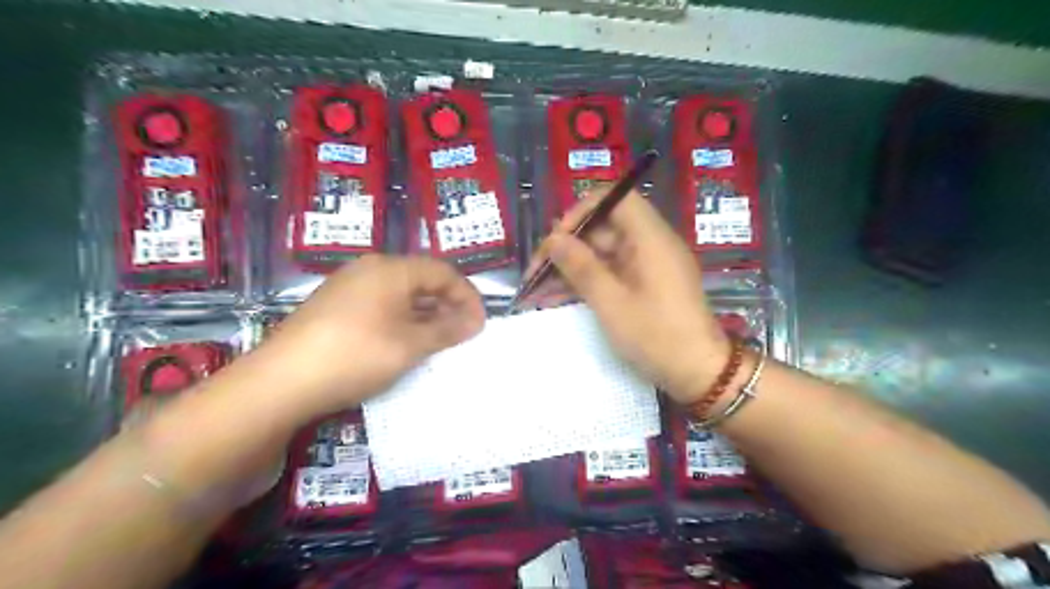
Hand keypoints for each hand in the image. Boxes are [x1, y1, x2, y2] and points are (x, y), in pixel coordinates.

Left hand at [260, 254, 485, 412]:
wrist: (281, 382)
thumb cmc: (357, 355)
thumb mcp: (410, 345)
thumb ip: (447, 330)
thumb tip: (475, 321)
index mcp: (391, 269)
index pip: (443, 272)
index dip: (467, 296)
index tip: (480, 324)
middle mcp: (370, 269)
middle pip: (422, 280)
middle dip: (447, 305)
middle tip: (462, 334)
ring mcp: (349, 287)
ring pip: (401, 294)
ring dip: (425, 315)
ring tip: (438, 342)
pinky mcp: (335, 307)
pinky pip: (381, 306)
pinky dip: (402, 321)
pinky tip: (405, 343)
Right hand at [524, 190, 730, 401]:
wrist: (698, 373)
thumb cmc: (655, 335)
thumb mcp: (611, 302)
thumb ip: (580, 266)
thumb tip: (553, 239)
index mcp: (649, 237)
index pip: (615, 199)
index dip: (582, 212)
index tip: (557, 238)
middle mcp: (650, 244)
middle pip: (604, 227)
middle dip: (569, 245)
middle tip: (537, 270)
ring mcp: (648, 265)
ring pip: (603, 252)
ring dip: (573, 266)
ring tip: (539, 287)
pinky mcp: (646, 284)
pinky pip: (612, 271)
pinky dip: (587, 280)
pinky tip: (560, 295)